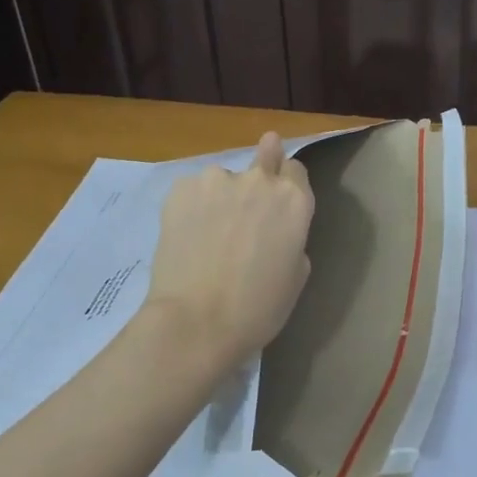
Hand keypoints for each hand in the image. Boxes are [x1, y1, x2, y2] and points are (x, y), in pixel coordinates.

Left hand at [145, 133, 314, 363]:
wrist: (195, 321)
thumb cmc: (257, 309)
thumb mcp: (296, 276)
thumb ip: (293, 239)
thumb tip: (277, 229)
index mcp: (294, 202)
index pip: (296, 169)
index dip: (288, 182)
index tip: (280, 198)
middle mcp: (259, 180)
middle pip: (266, 155)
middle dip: (263, 164)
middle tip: (250, 193)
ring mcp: (217, 180)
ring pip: (224, 177)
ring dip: (222, 194)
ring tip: (208, 231)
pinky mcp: (180, 189)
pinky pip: (193, 189)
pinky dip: (193, 205)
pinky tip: (187, 234)